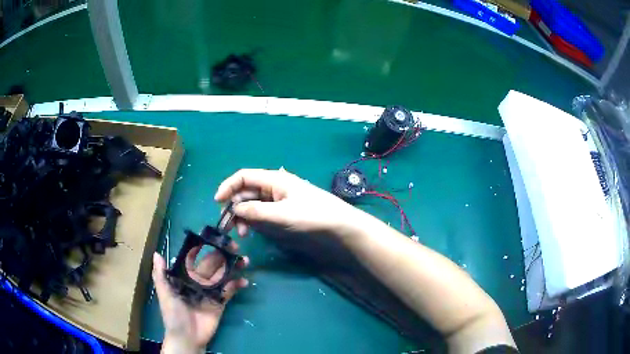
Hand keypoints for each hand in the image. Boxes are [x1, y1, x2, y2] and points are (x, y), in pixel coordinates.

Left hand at [152, 245, 248, 353]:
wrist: (187, 337)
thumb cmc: (173, 314)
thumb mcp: (164, 294)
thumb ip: (160, 275)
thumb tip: (157, 253)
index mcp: (185, 277)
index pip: (196, 258)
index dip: (206, 248)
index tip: (217, 239)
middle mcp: (199, 281)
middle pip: (213, 264)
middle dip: (224, 255)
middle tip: (236, 247)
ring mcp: (211, 291)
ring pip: (223, 275)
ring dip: (234, 267)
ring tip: (244, 261)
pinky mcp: (220, 302)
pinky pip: (230, 291)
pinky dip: (237, 285)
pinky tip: (244, 281)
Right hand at [214, 168, 359, 236]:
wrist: (339, 225)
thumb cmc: (312, 215)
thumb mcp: (282, 214)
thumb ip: (256, 211)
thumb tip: (234, 209)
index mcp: (274, 179)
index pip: (244, 177)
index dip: (228, 186)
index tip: (217, 202)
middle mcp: (274, 186)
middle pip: (246, 192)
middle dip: (235, 207)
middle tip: (230, 226)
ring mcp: (279, 199)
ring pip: (253, 203)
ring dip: (244, 216)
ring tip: (243, 233)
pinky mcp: (283, 211)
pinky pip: (262, 212)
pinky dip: (254, 220)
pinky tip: (252, 230)